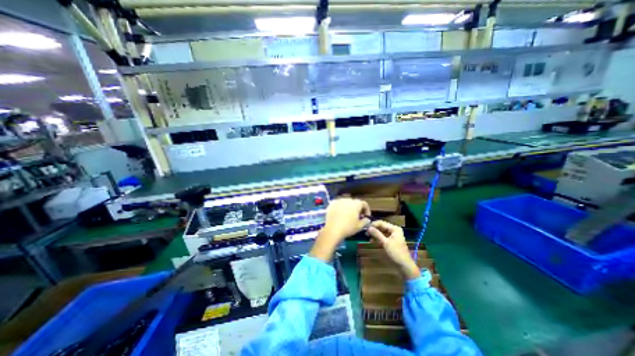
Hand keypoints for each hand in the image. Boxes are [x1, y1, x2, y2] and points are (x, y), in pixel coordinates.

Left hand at [309, 197, 369, 260]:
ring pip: (346, 202)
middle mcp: (348, 200)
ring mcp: (339, 201)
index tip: (366, 217)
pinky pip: (338, 204)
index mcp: (356, 204)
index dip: (366, 210)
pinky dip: (340, 207)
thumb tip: (367, 219)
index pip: (364, 204)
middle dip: (357, 208)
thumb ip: (366, 221)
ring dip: (348, 207)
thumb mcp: (360, 226)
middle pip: (355, 202)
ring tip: (348, 215)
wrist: (333, 230)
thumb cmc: (348, 228)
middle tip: (357, 216)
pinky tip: (340, 214)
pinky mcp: (331, 204)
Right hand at [362, 221, 419, 279]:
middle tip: (365, 232)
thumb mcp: (385, 243)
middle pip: (381, 226)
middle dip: (374, 229)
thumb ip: (377, 234)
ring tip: (367, 236)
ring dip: (375, 234)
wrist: (404, 265)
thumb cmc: (396, 252)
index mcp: (394, 228)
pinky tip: (372, 240)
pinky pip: (383, 236)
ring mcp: (392, 235)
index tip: (365, 227)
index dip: (373, 224)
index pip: (382, 223)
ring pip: (381, 231)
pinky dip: (377, 238)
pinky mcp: (391, 240)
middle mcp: (394, 230)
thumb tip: (368, 227)